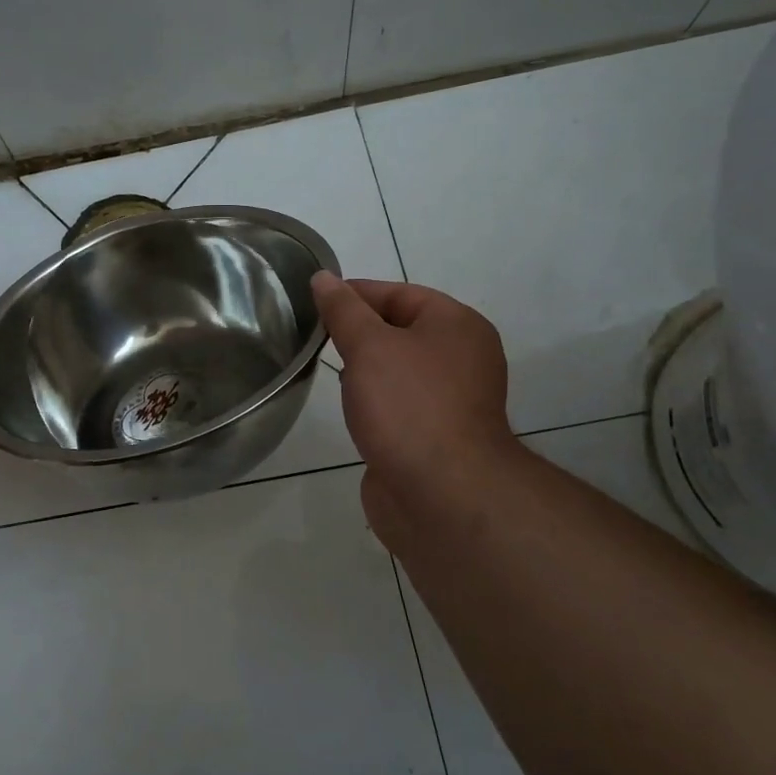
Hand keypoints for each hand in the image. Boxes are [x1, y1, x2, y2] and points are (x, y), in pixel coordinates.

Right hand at [311, 273, 524, 552]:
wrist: (442, 496)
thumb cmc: (408, 406)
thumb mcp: (369, 345)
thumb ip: (343, 310)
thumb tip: (323, 278)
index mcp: (457, 326)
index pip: (399, 293)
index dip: (355, 293)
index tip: (314, 301)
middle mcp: (462, 358)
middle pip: (400, 330)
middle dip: (358, 332)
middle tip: (316, 337)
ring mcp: (452, 400)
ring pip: (398, 369)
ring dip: (366, 369)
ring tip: (328, 371)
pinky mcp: (436, 436)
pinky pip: (400, 404)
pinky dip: (375, 401)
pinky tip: (352, 409)